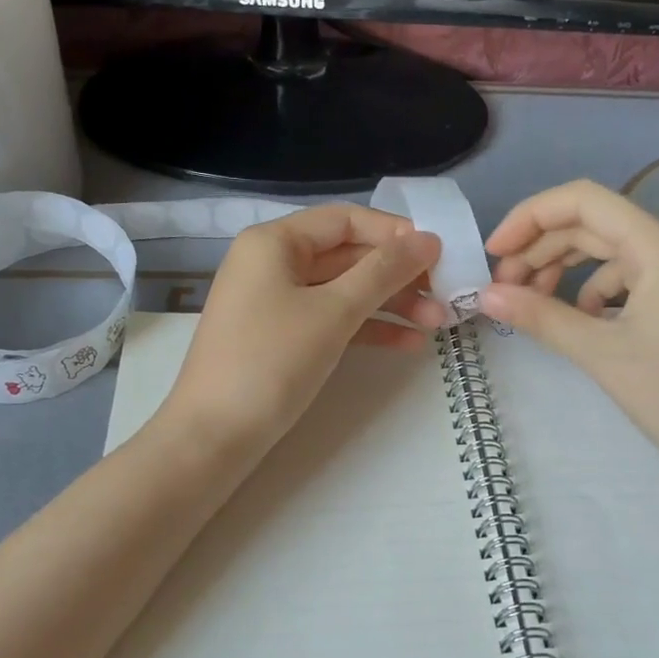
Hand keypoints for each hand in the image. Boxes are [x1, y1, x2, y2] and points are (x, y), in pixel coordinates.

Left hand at [162, 204, 448, 453]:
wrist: (213, 437)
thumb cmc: (271, 362)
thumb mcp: (334, 312)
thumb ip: (384, 272)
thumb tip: (429, 239)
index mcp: (275, 242)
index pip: (346, 220)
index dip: (394, 233)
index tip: (439, 254)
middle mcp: (273, 263)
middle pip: (347, 255)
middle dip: (398, 275)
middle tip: (445, 295)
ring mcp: (276, 302)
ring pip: (344, 291)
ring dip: (390, 304)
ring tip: (437, 323)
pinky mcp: (282, 337)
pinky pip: (332, 320)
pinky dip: (367, 328)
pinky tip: (408, 344)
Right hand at [479, 181, 658, 476]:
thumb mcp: (601, 353)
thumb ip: (541, 317)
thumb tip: (486, 296)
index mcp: (656, 246)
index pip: (582, 201)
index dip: (530, 217)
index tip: (493, 253)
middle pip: (589, 225)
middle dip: (539, 249)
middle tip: (502, 288)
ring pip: (602, 253)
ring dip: (559, 270)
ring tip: (528, 302)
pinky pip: (620, 280)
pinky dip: (586, 293)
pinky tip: (574, 322)